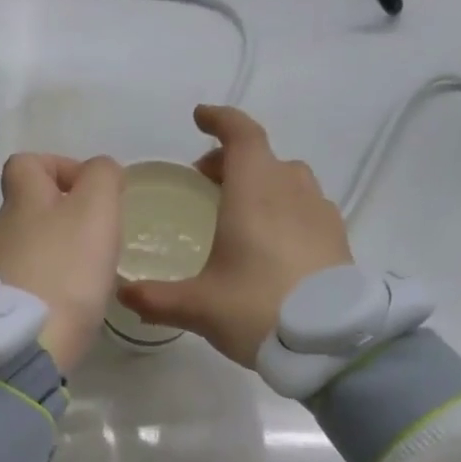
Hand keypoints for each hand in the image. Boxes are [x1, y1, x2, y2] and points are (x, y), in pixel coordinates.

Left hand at [0, 152, 124, 373]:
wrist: (31, 343)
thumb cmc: (67, 269)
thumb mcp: (96, 209)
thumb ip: (102, 178)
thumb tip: (100, 172)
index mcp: (21, 200)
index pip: (26, 163)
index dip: (58, 166)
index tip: (89, 189)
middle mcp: (2, 230)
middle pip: (29, 207)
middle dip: (64, 215)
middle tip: (98, 236)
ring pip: (30, 246)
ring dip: (59, 251)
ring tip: (90, 272)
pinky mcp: (4, 306)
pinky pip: (30, 281)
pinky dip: (51, 284)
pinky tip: (73, 301)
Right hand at [116, 106, 351, 367]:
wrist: (328, 343)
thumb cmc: (257, 310)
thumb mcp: (198, 307)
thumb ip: (156, 298)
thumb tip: (123, 293)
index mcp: (254, 193)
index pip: (241, 135)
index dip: (220, 120)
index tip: (200, 118)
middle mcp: (290, 191)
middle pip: (263, 157)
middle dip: (233, 160)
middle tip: (206, 181)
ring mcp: (320, 213)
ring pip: (290, 179)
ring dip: (263, 182)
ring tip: (242, 211)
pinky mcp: (337, 238)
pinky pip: (308, 206)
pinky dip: (286, 208)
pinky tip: (275, 241)